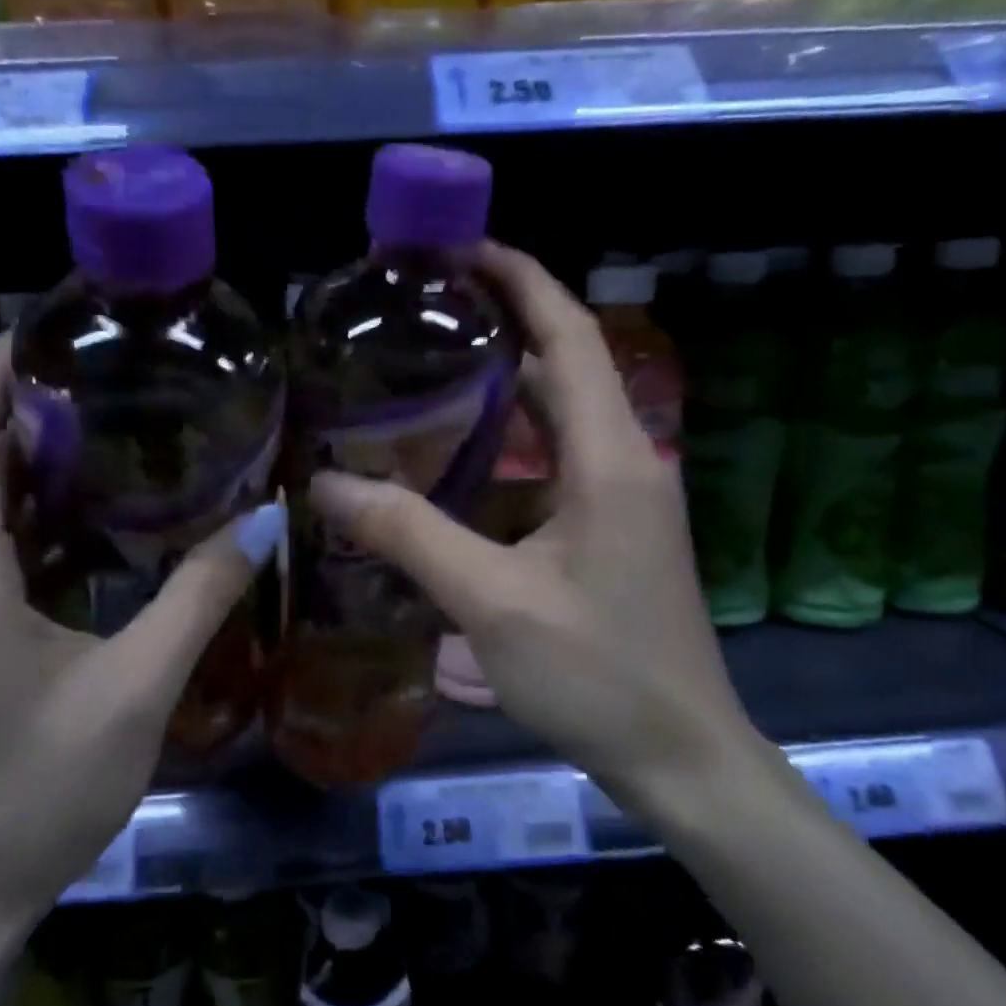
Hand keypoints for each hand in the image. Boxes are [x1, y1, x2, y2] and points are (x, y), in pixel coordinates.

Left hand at [0, 336, 282, 936]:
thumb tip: (268, 517)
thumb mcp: (135, 688)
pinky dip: (34, 517)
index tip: (55, 328)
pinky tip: (99, 522)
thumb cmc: (38, 790)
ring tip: (118, 431)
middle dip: (30, 407)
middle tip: (117, 377)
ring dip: (35, 463)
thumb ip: (200, 594)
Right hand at [311, 244, 758, 797]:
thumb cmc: (596, 674)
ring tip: (430, 376)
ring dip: (506, 391)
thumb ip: (408, 536)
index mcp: (610, 457)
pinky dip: (513, 450)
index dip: (521, 279)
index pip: (570, 336)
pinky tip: (461, 467)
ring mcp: (626, 500)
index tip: (460, 248)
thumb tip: (325, 485)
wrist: (680, 757)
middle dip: (503, 327)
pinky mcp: (616, 533)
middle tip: (424, 315)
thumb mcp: (491, 601)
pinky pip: (560, 466)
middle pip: (565, 367)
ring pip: (561, 421)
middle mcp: (627, 461)